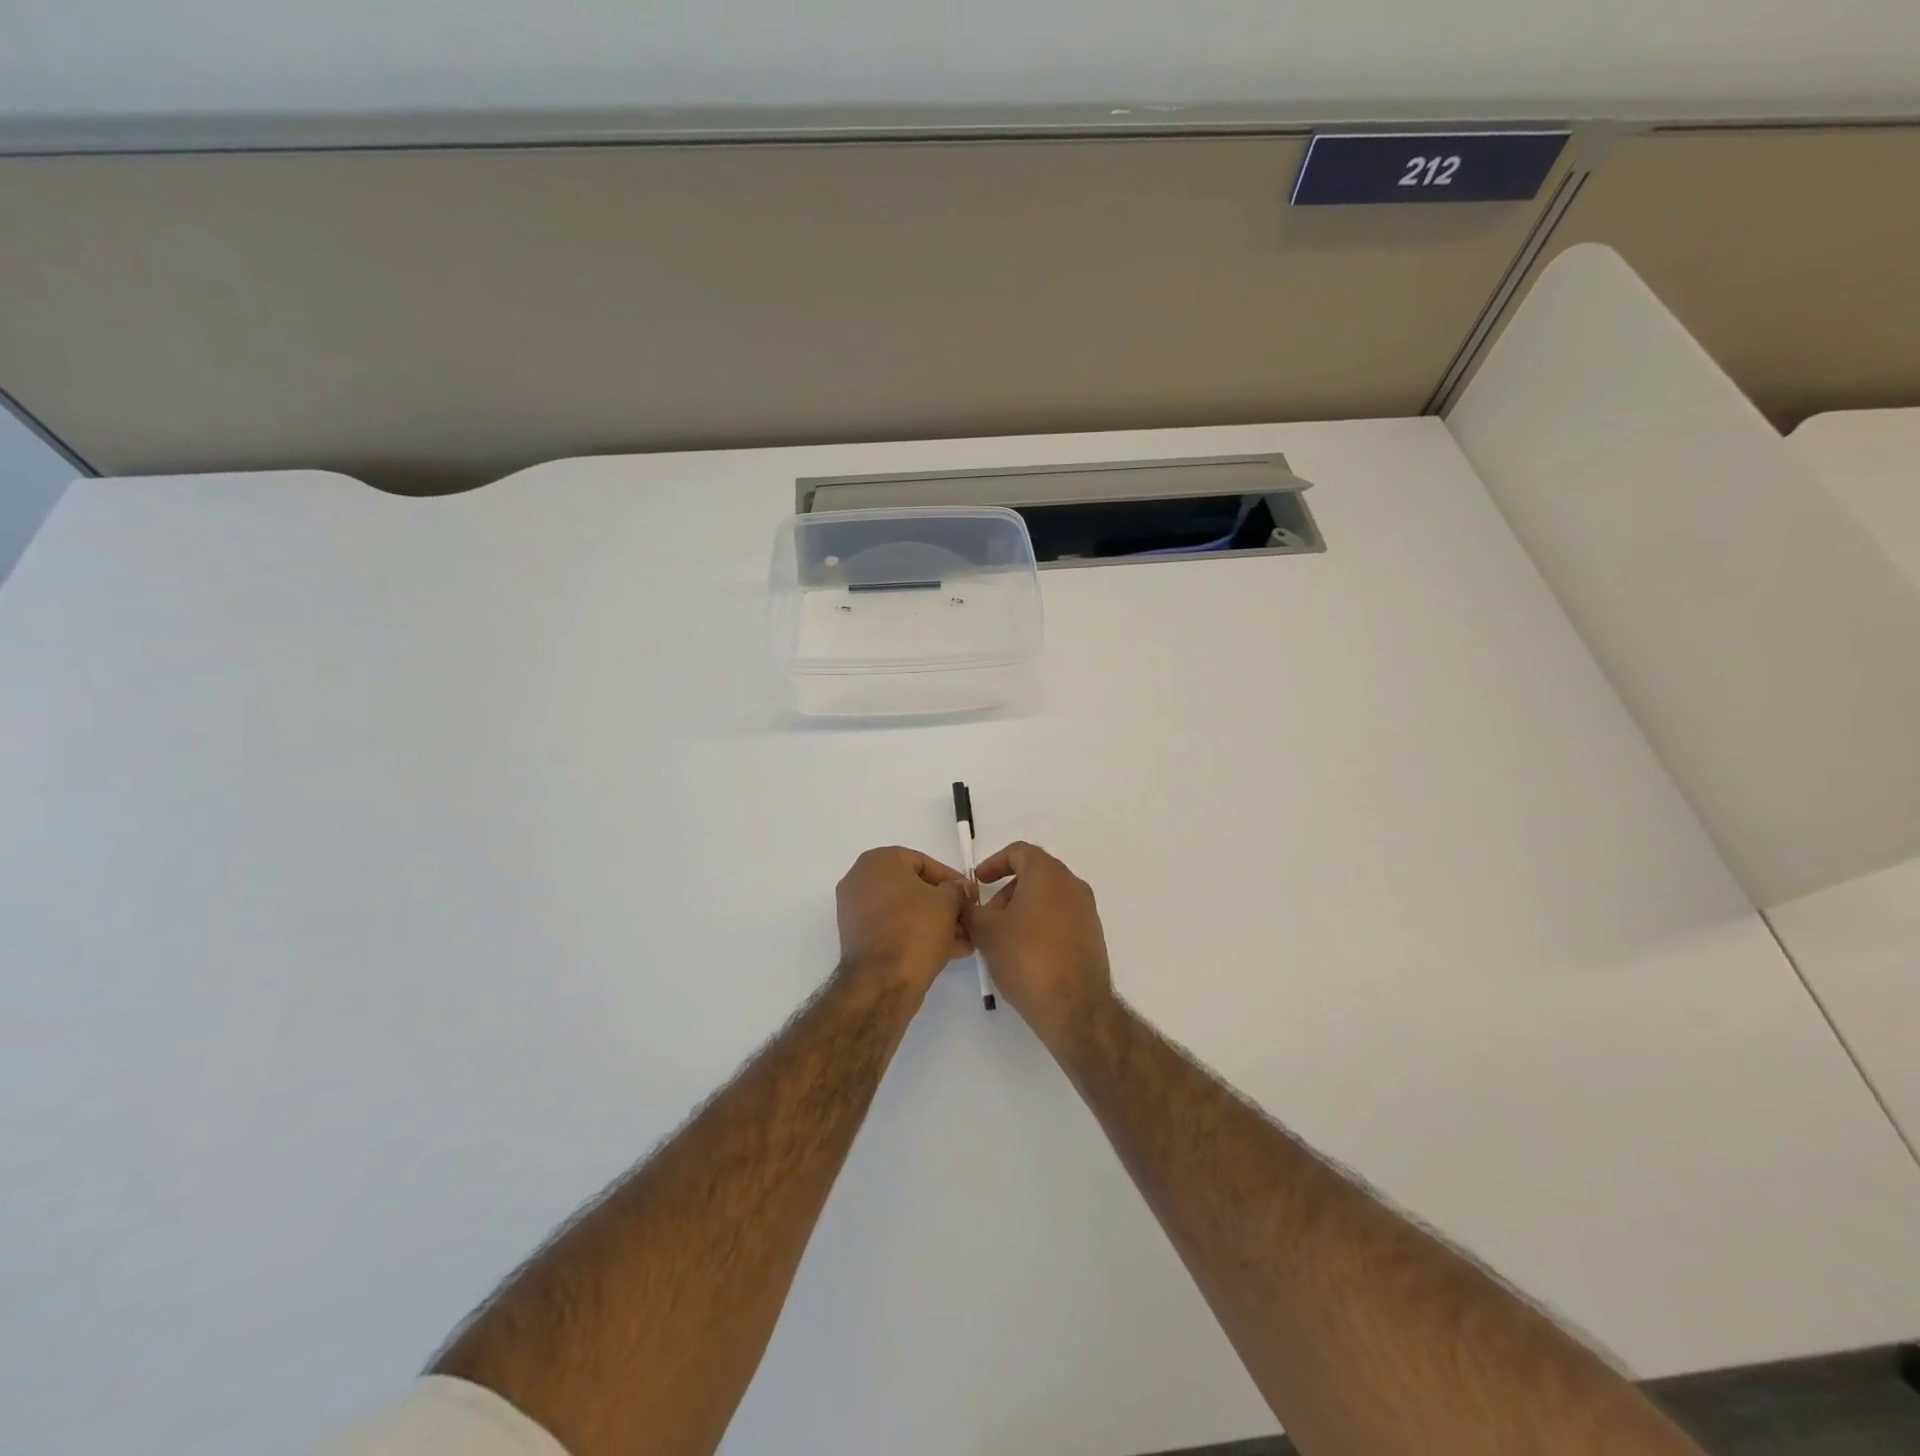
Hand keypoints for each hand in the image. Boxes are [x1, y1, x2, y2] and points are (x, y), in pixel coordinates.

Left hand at [836, 847, 970, 991]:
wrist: (882, 981)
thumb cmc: (915, 929)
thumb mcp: (947, 903)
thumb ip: (957, 889)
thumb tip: (962, 888)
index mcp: (878, 861)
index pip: (922, 862)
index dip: (950, 879)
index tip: (969, 894)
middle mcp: (861, 880)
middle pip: (913, 888)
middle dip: (944, 905)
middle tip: (967, 918)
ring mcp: (855, 910)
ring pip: (904, 911)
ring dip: (934, 922)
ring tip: (963, 940)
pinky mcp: (857, 938)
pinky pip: (893, 928)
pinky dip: (916, 935)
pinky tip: (947, 950)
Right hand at [964, 842, 1114, 1050]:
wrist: (1074, 1007)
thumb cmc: (1026, 958)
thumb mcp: (986, 932)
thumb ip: (971, 909)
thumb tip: (965, 901)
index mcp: (1048, 874)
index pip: (1019, 852)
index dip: (994, 863)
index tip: (978, 882)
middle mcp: (1072, 885)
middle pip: (1035, 874)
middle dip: (1007, 890)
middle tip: (987, 916)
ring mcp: (1087, 911)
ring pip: (1048, 897)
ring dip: (1022, 909)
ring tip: (1002, 938)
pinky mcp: (1092, 936)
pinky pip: (1061, 918)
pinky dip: (1040, 924)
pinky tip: (1024, 953)